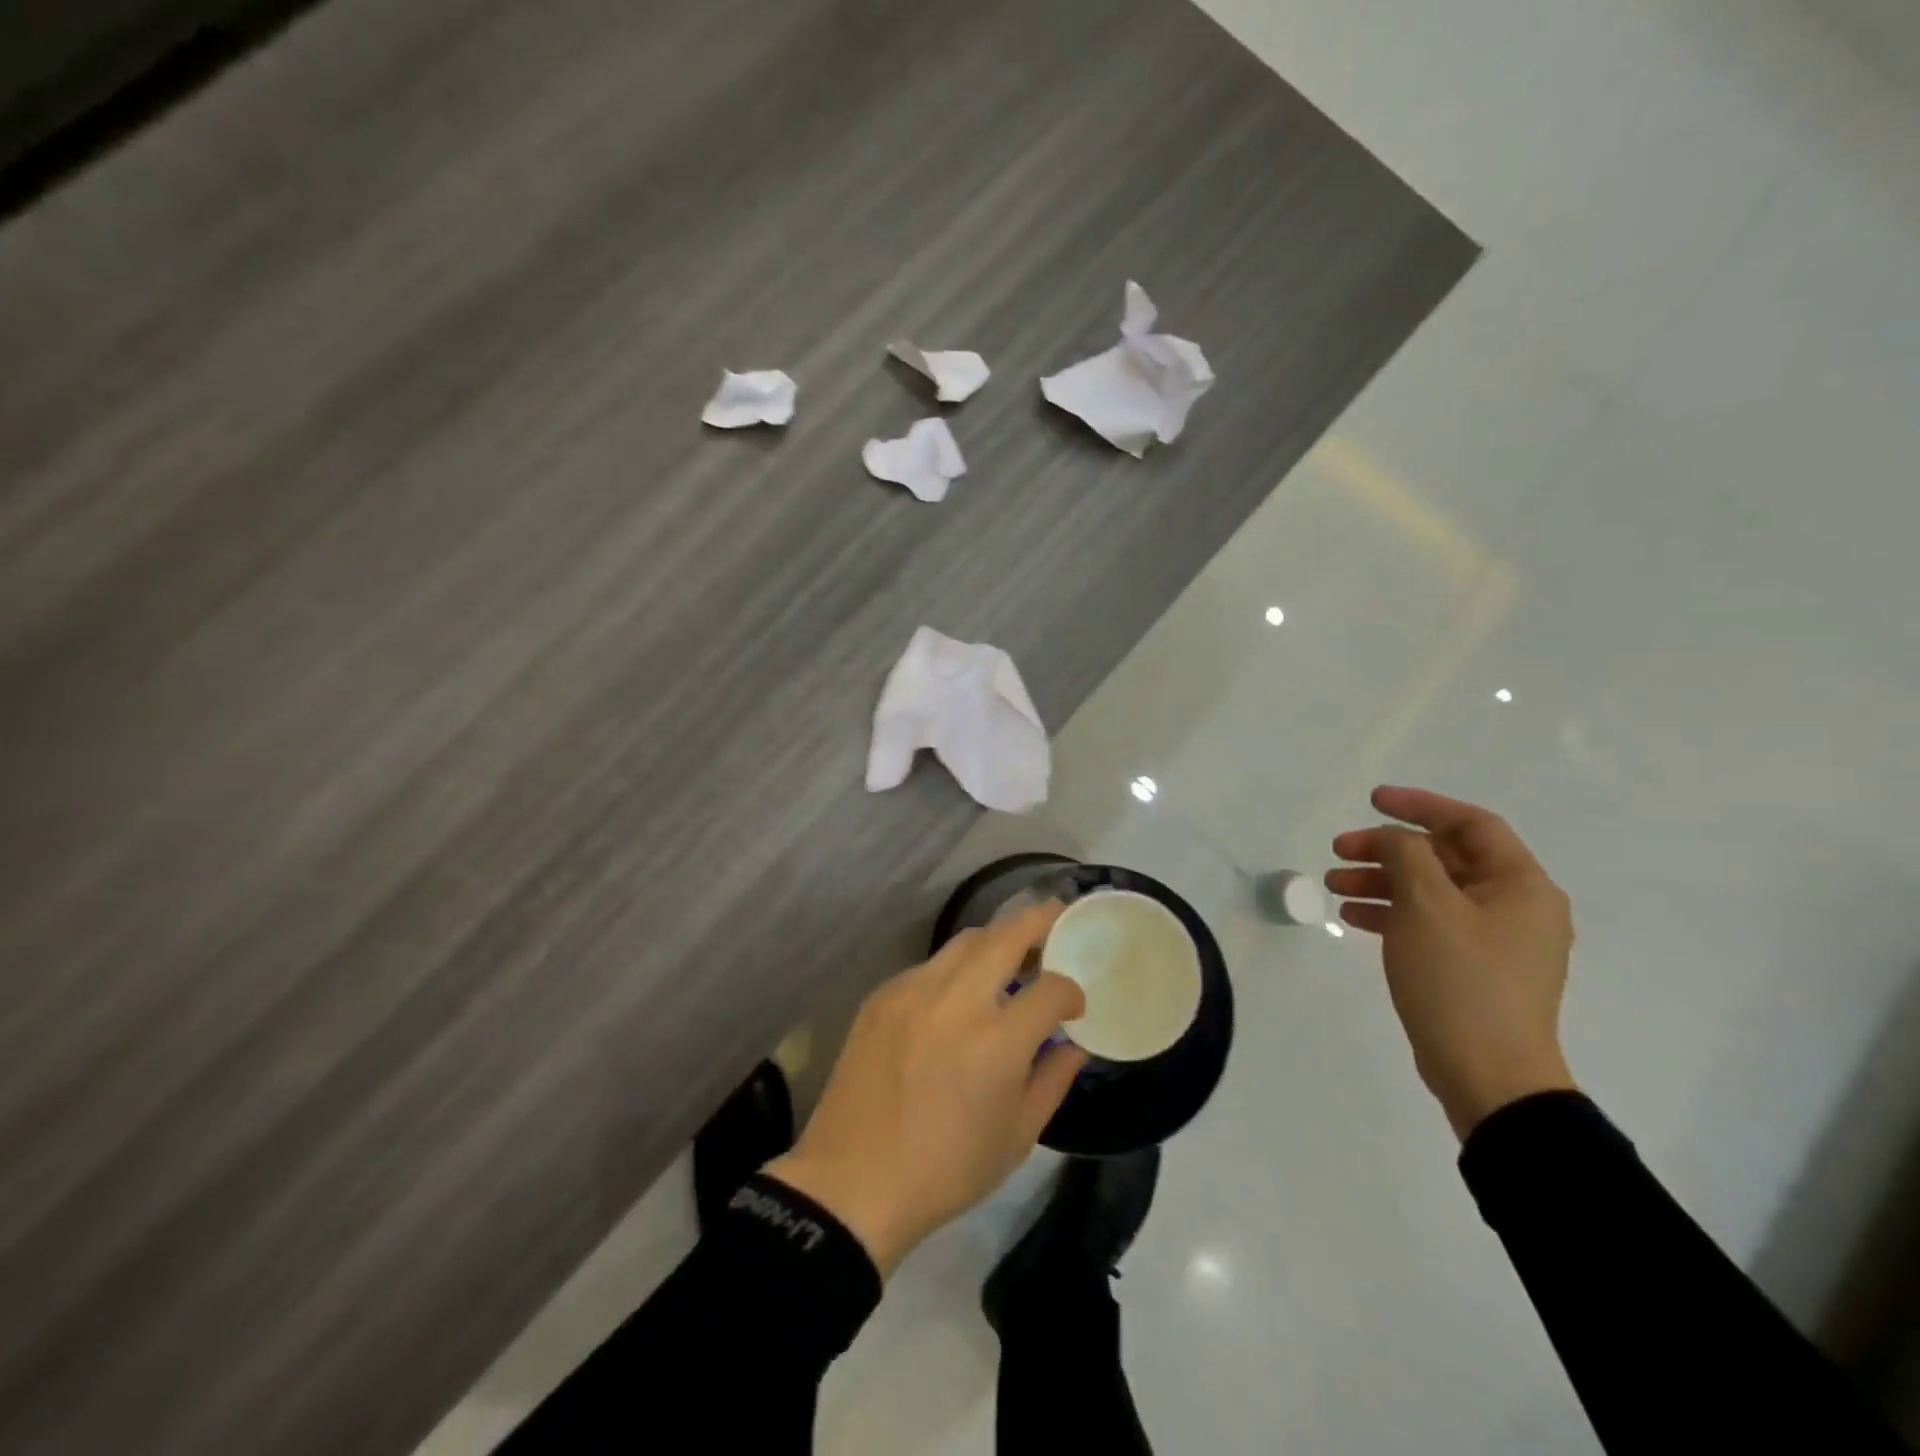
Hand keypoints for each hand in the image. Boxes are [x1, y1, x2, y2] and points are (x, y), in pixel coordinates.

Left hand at [765, 902, 1087, 1276]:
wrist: (852, 1183)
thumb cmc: (945, 1170)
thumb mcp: (1017, 1137)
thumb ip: (1054, 1080)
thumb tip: (1076, 1044)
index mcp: (997, 1040)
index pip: (1051, 989)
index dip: (1071, 992)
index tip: (1074, 1005)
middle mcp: (956, 1000)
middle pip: (1007, 934)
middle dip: (1040, 921)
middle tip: (1057, 919)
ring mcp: (913, 990)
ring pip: (965, 940)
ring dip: (996, 940)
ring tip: (1011, 956)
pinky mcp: (883, 994)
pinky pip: (930, 965)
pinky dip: (955, 969)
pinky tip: (957, 996)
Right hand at [1328, 786, 1576, 1139]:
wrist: (1489, 1076)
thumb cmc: (1460, 980)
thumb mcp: (1426, 905)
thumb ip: (1406, 855)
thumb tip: (1393, 838)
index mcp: (1520, 885)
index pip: (1470, 824)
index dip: (1420, 805)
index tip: (1372, 800)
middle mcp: (1515, 907)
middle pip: (1445, 858)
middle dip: (1387, 849)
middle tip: (1339, 850)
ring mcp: (1495, 941)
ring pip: (1431, 891)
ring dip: (1382, 881)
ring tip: (1333, 886)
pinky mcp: (1473, 968)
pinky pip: (1429, 923)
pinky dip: (1392, 913)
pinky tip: (1353, 917)